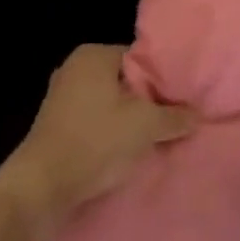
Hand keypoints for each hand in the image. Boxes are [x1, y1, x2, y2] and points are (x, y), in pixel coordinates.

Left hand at [0, 44, 195, 240]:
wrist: (42, 186)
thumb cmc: (95, 141)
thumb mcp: (144, 127)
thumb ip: (174, 117)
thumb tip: (197, 115)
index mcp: (93, 55)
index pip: (139, 58)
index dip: (161, 80)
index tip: (178, 101)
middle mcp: (74, 67)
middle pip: (124, 81)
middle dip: (145, 101)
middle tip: (169, 121)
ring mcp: (61, 96)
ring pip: (108, 102)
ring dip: (127, 120)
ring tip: (150, 139)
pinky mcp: (54, 124)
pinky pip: (92, 120)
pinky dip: (108, 133)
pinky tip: (124, 152)